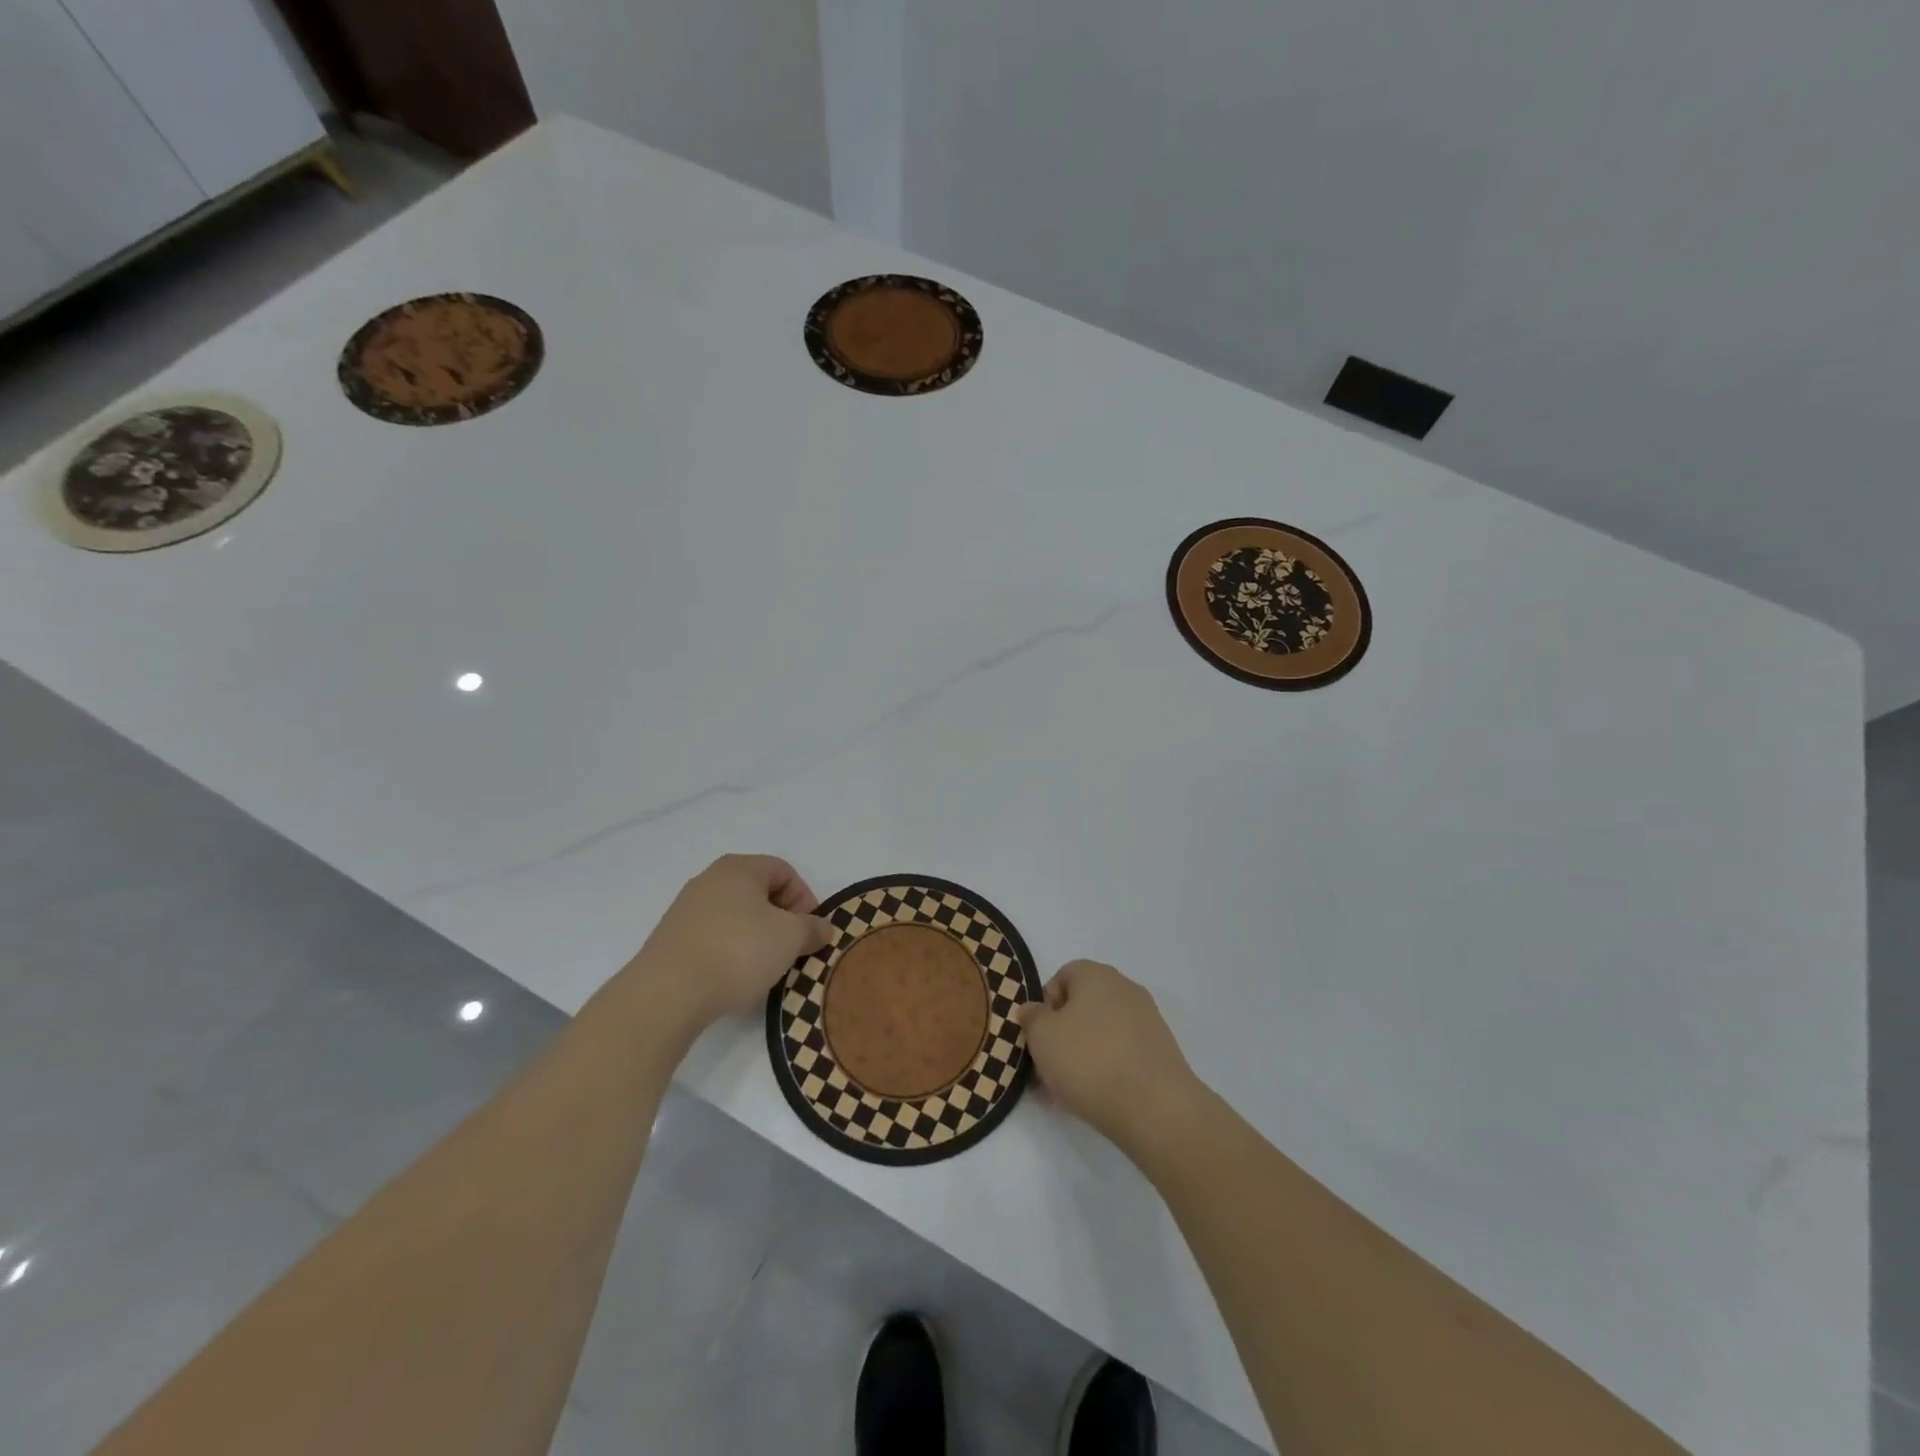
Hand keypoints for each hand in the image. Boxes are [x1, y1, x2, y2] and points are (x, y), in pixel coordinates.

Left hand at [627, 855, 834, 1030]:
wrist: (668, 992)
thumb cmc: (738, 951)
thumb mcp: (790, 938)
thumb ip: (811, 929)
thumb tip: (822, 927)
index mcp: (738, 868)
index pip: (783, 871)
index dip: (804, 898)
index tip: (810, 930)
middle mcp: (709, 880)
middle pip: (758, 892)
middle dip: (781, 918)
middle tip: (792, 948)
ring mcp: (685, 910)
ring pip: (735, 916)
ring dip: (756, 937)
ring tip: (765, 967)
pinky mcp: (670, 940)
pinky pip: (713, 937)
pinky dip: (730, 951)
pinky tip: (734, 977)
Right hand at [1013, 960, 1206, 1158]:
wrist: (1156, 1108)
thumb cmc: (1090, 1062)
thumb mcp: (1042, 1037)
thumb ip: (1032, 1018)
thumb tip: (1034, 1009)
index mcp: (1096, 975)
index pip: (1062, 977)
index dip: (1045, 1006)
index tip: (1040, 1038)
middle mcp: (1124, 988)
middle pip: (1082, 1006)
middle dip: (1062, 1036)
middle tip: (1049, 1070)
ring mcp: (1147, 1019)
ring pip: (1101, 1032)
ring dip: (1082, 1056)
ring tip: (1069, 1093)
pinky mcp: (1161, 1051)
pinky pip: (1123, 1052)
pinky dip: (1107, 1069)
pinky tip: (1098, 1098)